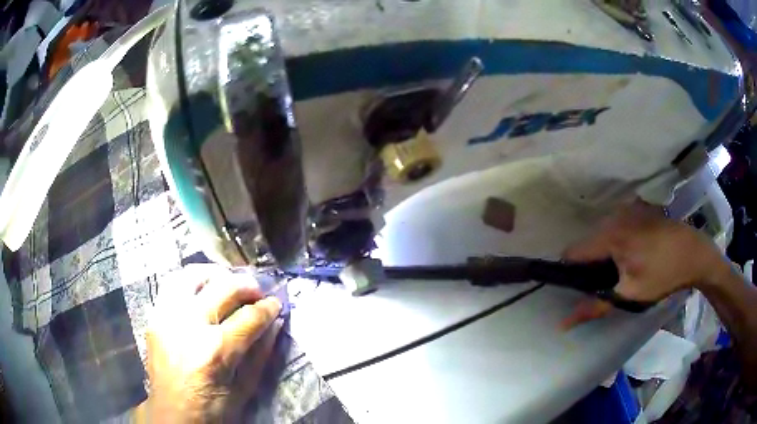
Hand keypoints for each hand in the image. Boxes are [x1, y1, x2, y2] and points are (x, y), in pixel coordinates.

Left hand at [143, 264, 282, 421]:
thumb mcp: (244, 391)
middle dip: (247, 286)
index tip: (276, 303)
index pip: (249, 317)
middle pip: (223, 287)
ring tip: (228, 282)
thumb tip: (274, 324)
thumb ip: (260, 355)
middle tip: (258, 292)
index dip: (268, 307)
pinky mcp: (155, 316)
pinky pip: (172, 284)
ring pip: (193, 275)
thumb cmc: (212, 410)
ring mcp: (167, 316)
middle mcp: (189, 325)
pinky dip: (191, 280)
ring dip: (216, 274)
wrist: (171, 415)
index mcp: (215, 351)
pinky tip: (202, 289)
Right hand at [561, 201, 729, 328]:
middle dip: (590, 265)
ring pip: (602, 234)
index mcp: (610, 235)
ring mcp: (627, 209)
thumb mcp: (629, 295)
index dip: (570, 273)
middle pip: (587, 243)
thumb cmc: (663, 274)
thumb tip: (562, 323)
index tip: (579, 289)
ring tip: (622, 270)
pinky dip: (617, 242)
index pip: (572, 253)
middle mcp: (614, 216)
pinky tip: (634, 254)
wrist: (694, 252)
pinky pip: (616, 227)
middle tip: (606, 283)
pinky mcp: (637, 208)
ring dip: (604, 253)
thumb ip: (595, 306)